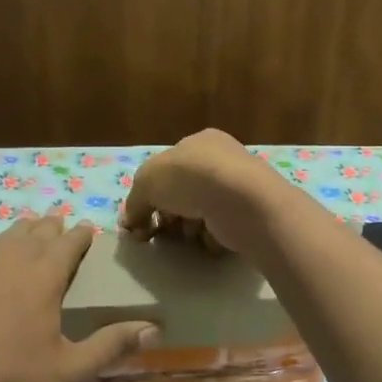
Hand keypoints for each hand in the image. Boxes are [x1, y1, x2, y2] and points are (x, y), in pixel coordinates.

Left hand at [0, 216, 158, 381]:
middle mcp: (11, 261)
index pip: (68, 244)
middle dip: (52, 228)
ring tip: (30, 230)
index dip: (80, 235)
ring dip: (21, 230)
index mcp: (45, 278)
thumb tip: (154, 329)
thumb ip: (113, 345)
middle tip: (61, 228)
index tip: (87, 231)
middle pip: (37, 233)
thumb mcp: (72, 369)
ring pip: (4, 236)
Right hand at [120, 129, 289, 255]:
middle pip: (183, 192)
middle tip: (160, 232)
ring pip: (201, 212)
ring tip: (188, 234)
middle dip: (168, 214)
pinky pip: (221, 228)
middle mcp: (222, 160)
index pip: (167, 168)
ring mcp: (239, 187)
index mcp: (199, 142)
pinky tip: (209, 239)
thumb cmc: (191, 179)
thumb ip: (134, 202)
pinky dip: (211, 237)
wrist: (242, 201)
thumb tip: (130, 222)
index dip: (150, 194)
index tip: (141, 219)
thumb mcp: (147, 182)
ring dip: (188, 226)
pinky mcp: (251, 214)